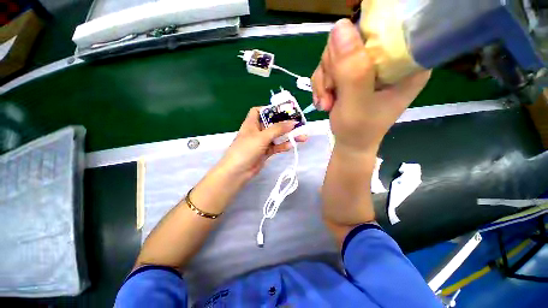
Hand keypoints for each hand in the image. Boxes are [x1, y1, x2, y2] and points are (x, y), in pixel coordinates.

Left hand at [216, 107, 307, 182]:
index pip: (259, 111)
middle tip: (298, 124)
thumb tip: (292, 122)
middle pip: (272, 123)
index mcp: (252, 123)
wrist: (238, 172)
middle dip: (285, 123)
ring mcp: (261, 142)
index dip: (269, 109)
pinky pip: (276, 146)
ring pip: (276, 136)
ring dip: (288, 136)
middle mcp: (257, 131)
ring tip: (302, 136)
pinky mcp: (265, 152)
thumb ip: (277, 129)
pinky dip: (283, 145)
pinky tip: (291, 145)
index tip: (282, 111)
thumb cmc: (246, 149)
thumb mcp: (262, 137)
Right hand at [311, 19, 430, 152]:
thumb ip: (351, 70)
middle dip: (333, 69)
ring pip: (335, 54)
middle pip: (352, 39)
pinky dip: (321, 84)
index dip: (356, 42)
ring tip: (326, 102)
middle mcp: (387, 58)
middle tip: (330, 93)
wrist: (350, 142)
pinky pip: (328, 66)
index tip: (341, 70)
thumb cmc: (359, 130)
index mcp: (406, 61)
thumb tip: (339, 26)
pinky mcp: (352, 73)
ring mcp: (367, 65)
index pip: (383, 27)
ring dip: (324, 80)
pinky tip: (324, 100)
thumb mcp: (355, 103)